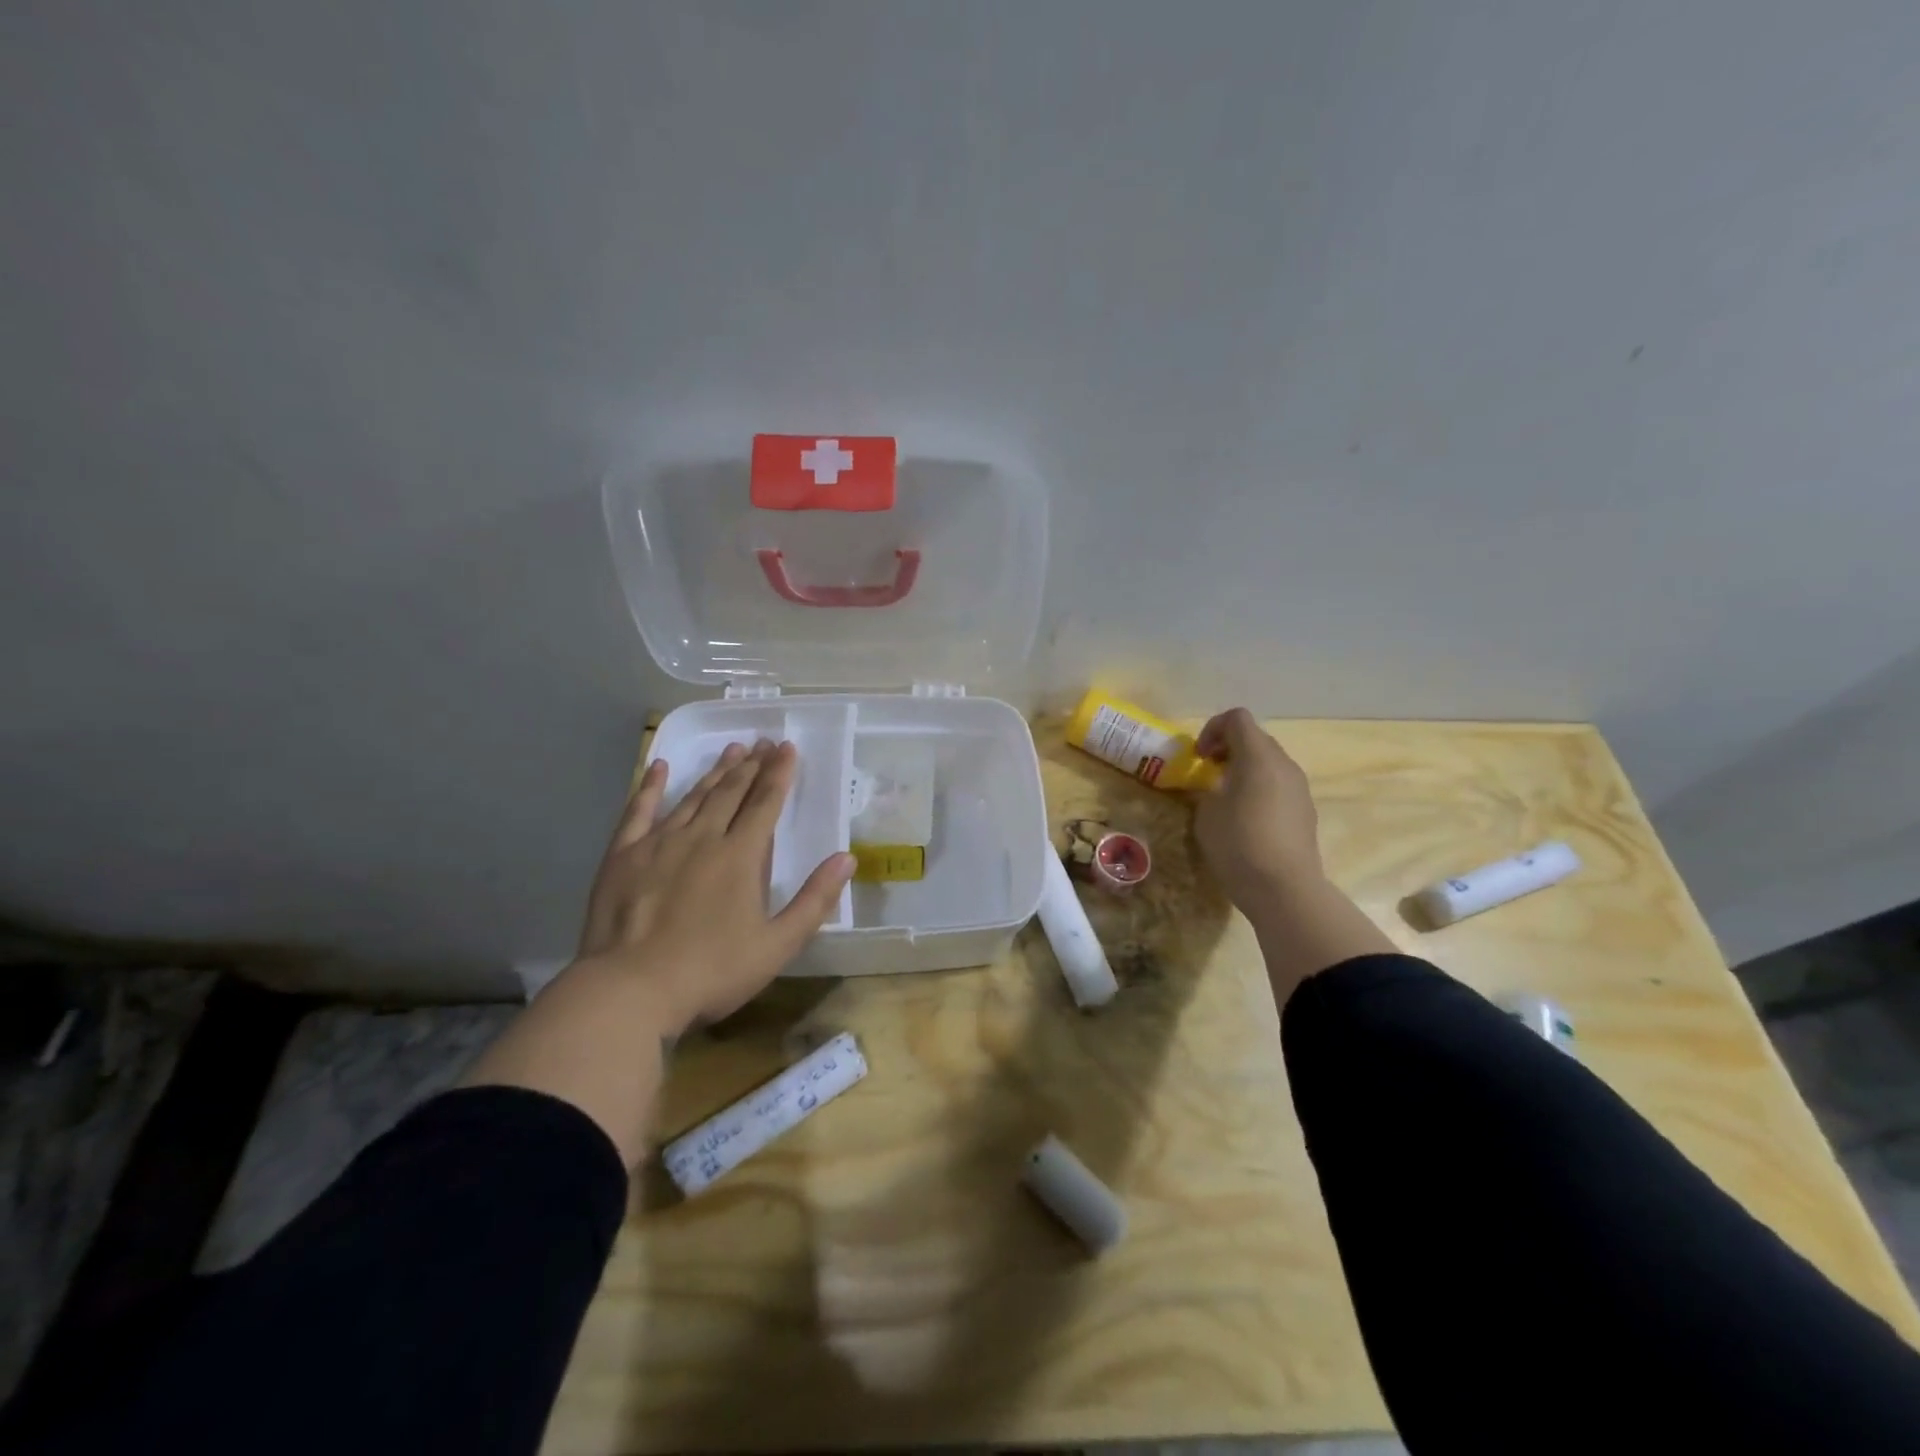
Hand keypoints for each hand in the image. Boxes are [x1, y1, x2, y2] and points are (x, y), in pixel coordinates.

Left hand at [577, 740, 854, 1036]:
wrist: (629, 991)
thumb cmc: (711, 972)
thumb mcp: (777, 946)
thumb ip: (814, 900)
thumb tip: (847, 858)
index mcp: (740, 856)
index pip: (765, 803)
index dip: (779, 774)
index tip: (788, 747)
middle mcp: (702, 837)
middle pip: (731, 792)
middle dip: (751, 765)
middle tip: (763, 742)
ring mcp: (658, 843)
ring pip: (693, 796)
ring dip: (715, 771)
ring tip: (731, 750)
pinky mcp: (623, 856)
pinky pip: (638, 811)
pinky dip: (650, 787)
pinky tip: (659, 766)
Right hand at [1192, 708, 1323, 912]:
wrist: (1284, 889)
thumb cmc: (1238, 844)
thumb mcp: (1206, 812)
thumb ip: (1208, 787)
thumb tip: (1215, 785)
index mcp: (1258, 757)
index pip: (1237, 719)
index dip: (1212, 729)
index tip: (1199, 757)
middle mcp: (1284, 764)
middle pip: (1255, 738)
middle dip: (1228, 748)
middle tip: (1208, 773)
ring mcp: (1299, 788)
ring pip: (1269, 762)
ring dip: (1244, 769)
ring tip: (1225, 797)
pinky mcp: (1305, 810)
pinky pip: (1279, 785)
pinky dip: (1259, 788)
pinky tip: (1246, 819)